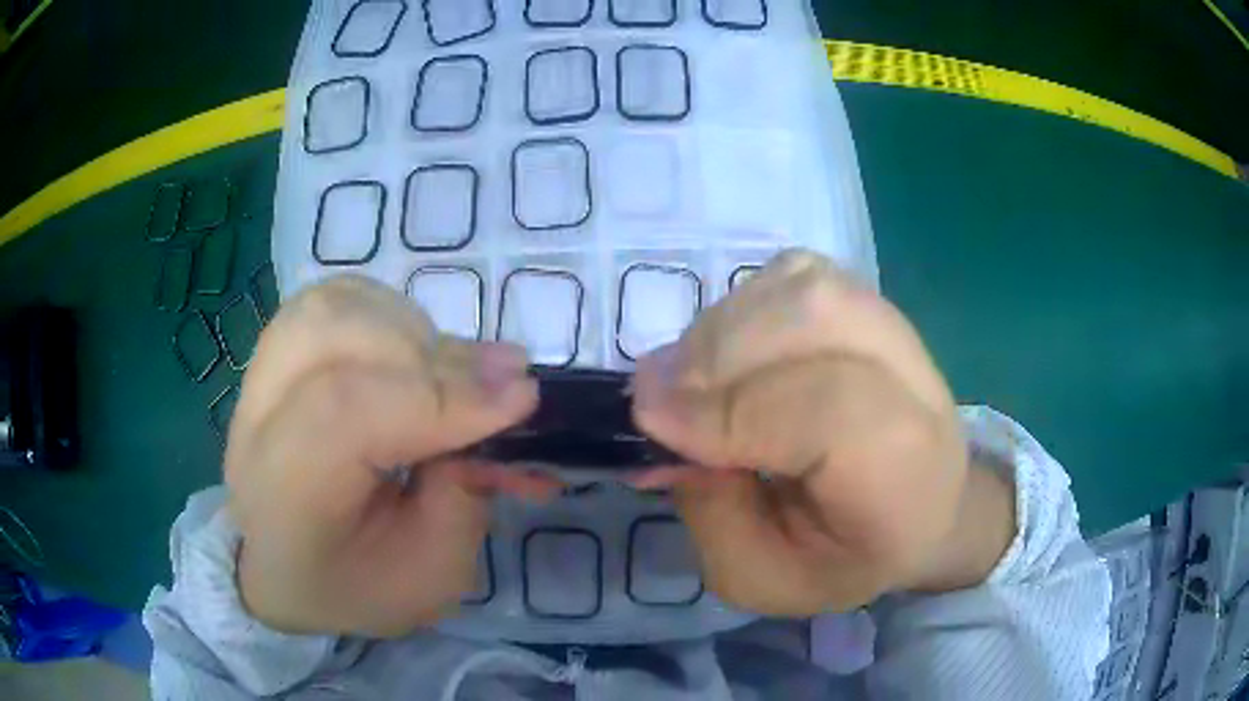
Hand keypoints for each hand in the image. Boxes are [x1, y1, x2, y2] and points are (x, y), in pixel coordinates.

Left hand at [224, 276, 557, 636]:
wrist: (282, 568)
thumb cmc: (353, 584)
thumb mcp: (429, 576)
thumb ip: (463, 496)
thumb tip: (495, 400)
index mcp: (285, 498)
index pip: (345, 413)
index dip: (438, 396)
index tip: (521, 398)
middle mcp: (256, 425)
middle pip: (336, 341)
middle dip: (435, 358)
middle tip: (504, 377)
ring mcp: (257, 378)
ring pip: (332, 307)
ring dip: (410, 329)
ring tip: (451, 370)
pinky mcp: (272, 354)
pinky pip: (331, 301)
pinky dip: (385, 311)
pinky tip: (411, 349)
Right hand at [632, 250, 1013, 615]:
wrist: (924, 503)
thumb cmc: (849, 556)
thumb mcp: (766, 579)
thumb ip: (712, 514)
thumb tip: (663, 422)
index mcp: (903, 470)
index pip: (827, 411)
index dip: (732, 409)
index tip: (650, 422)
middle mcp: (911, 379)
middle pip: (807, 324)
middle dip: (711, 361)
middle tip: (655, 404)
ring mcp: (890, 322)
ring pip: (791, 290)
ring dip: (718, 334)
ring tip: (694, 386)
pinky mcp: (863, 297)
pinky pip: (785, 277)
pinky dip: (740, 309)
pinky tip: (732, 357)